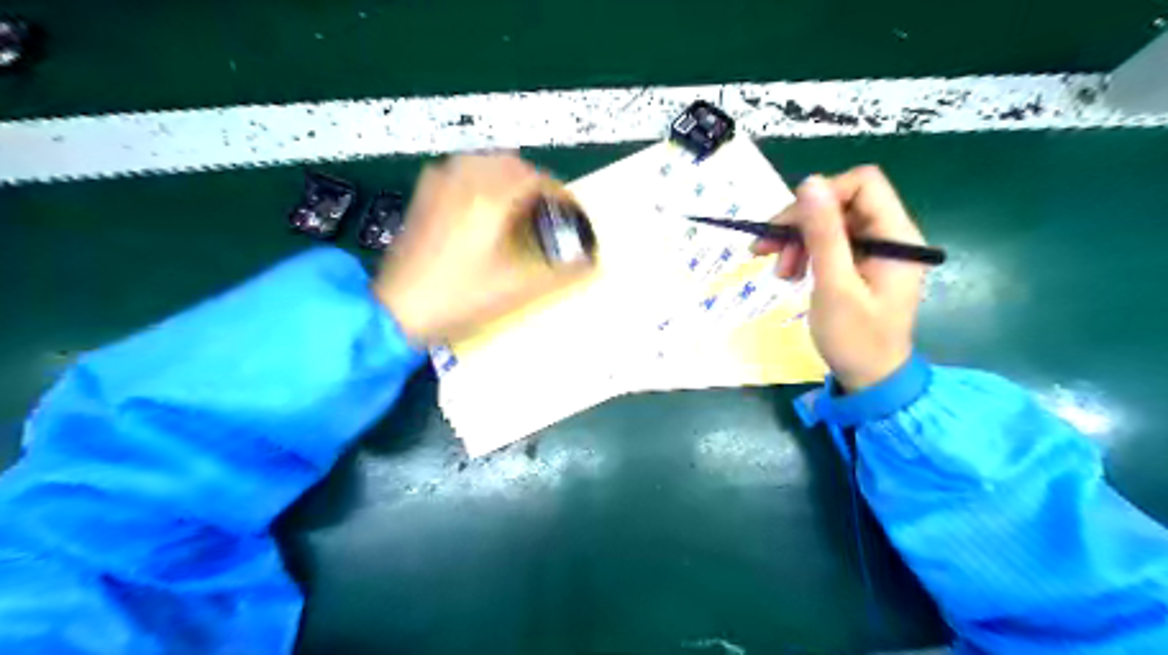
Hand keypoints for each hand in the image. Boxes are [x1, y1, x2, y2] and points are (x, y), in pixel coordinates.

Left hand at [377, 154, 589, 345]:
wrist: (395, 310)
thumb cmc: (459, 298)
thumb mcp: (516, 289)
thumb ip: (559, 274)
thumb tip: (591, 263)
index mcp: (490, 198)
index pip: (535, 179)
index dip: (559, 192)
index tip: (570, 211)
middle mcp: (463, 181)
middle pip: (509, 163)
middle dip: (533, 181)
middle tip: (546, 208)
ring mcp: (437, 186)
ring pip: (481, 161)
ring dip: (505, 175)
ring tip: (517, 203)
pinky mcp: (421, 197)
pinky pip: (457, 171)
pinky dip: (477, 177)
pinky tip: (479, 202)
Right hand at [754, 169, 927, 391]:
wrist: (870, 379)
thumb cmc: (855, 338)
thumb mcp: (834, 285)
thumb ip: (823, 233)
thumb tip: (810, 182)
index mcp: (895, 235)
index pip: (862, 183)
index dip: (822, 196)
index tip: (790, 225)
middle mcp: (889, 235)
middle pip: (841, 203)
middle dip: (800, 224)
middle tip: (766, 251)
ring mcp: (875, 250)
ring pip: (830, 223)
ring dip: (798, 241)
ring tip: (779, 273)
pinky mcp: (861, 265)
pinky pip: (830, 244)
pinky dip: (806, 254)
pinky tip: (791, 274)